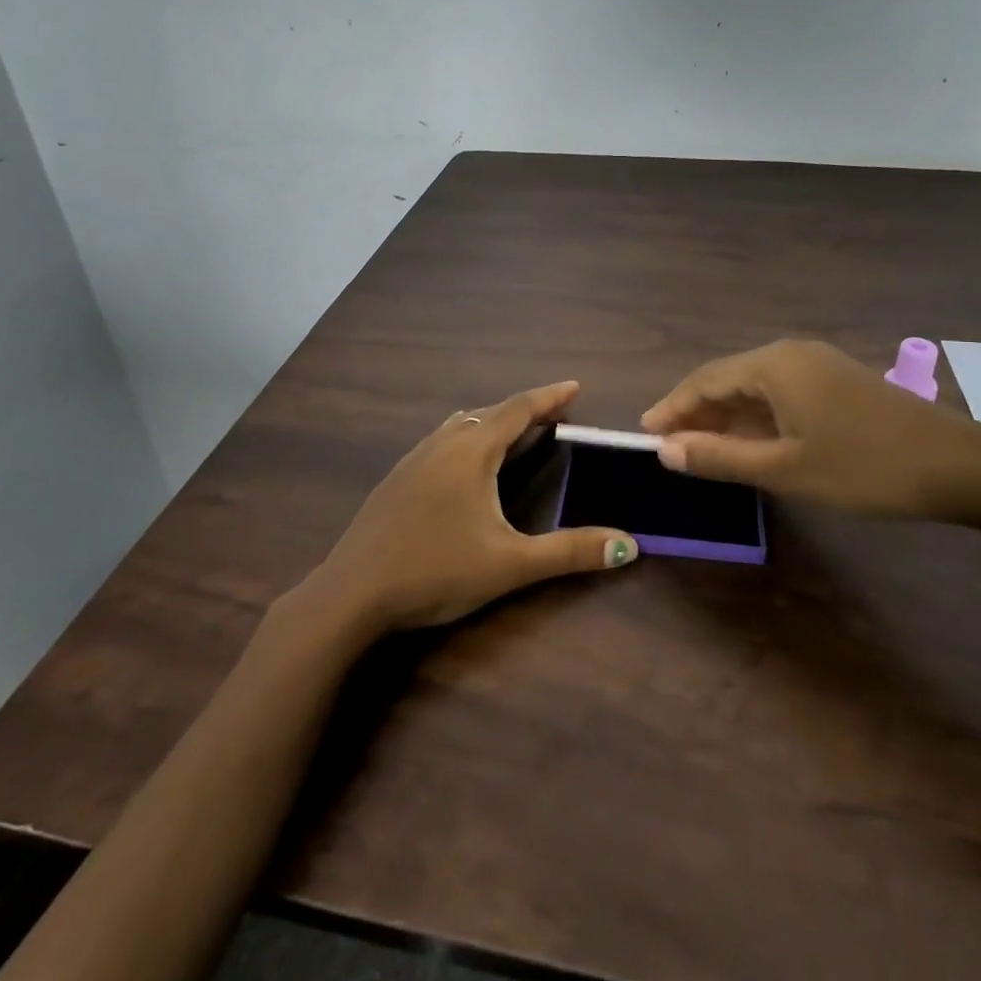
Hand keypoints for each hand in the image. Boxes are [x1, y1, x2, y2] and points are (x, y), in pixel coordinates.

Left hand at [300, 381, 638, 634]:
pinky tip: (464, 466)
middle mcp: (441, 444)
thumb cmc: (436, 571)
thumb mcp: (510, 564)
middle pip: (488, 413)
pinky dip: (466, 438)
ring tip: (514, 434)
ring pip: (459, 425)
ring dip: (491, 422)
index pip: (517, 410)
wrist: (352, 593)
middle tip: (553, 416)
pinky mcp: (395, 479)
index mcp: (471, 452)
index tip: (574, 386)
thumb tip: (628, 544)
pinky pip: (440, 441)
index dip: (548, 397)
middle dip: (523, 410)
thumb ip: (570, 552)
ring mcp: (412, 459)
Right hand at [641, 340, 980, 518]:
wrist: (960, 466)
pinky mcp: (837, 381)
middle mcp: (791, 354)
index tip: (645, 434)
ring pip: (754, 387)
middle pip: (727, 379)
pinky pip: (780, 393)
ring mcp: (817, 364)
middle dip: (696, 412)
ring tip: (701, 448)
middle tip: (669, 446)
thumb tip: (664, 449)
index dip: (672, 408)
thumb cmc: (864, 467)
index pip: (704, 381)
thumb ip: (720, 457)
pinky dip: (756, 417)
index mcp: (773, 365)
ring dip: (725, 416)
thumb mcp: (785, 468)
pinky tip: (750, 441)